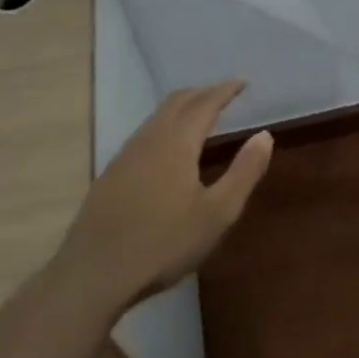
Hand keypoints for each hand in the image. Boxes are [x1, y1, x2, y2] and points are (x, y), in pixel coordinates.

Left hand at [61, 81, 273, 306]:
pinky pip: (144, 134)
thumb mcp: (218, 213)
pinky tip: (168, 148)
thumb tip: (264, 135)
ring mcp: (125, 156)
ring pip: (156, 117)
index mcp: (176, 143)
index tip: (242, 82)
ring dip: (181, 108)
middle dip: (202, 93)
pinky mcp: (111, 175)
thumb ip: (244, 172)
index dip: (225, 90)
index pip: (204, 104)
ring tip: (200, 115)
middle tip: (224, 94)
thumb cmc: (163, 243)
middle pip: (176, 102)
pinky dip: (165, 126)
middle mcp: (149, 140)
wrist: (93, 274)